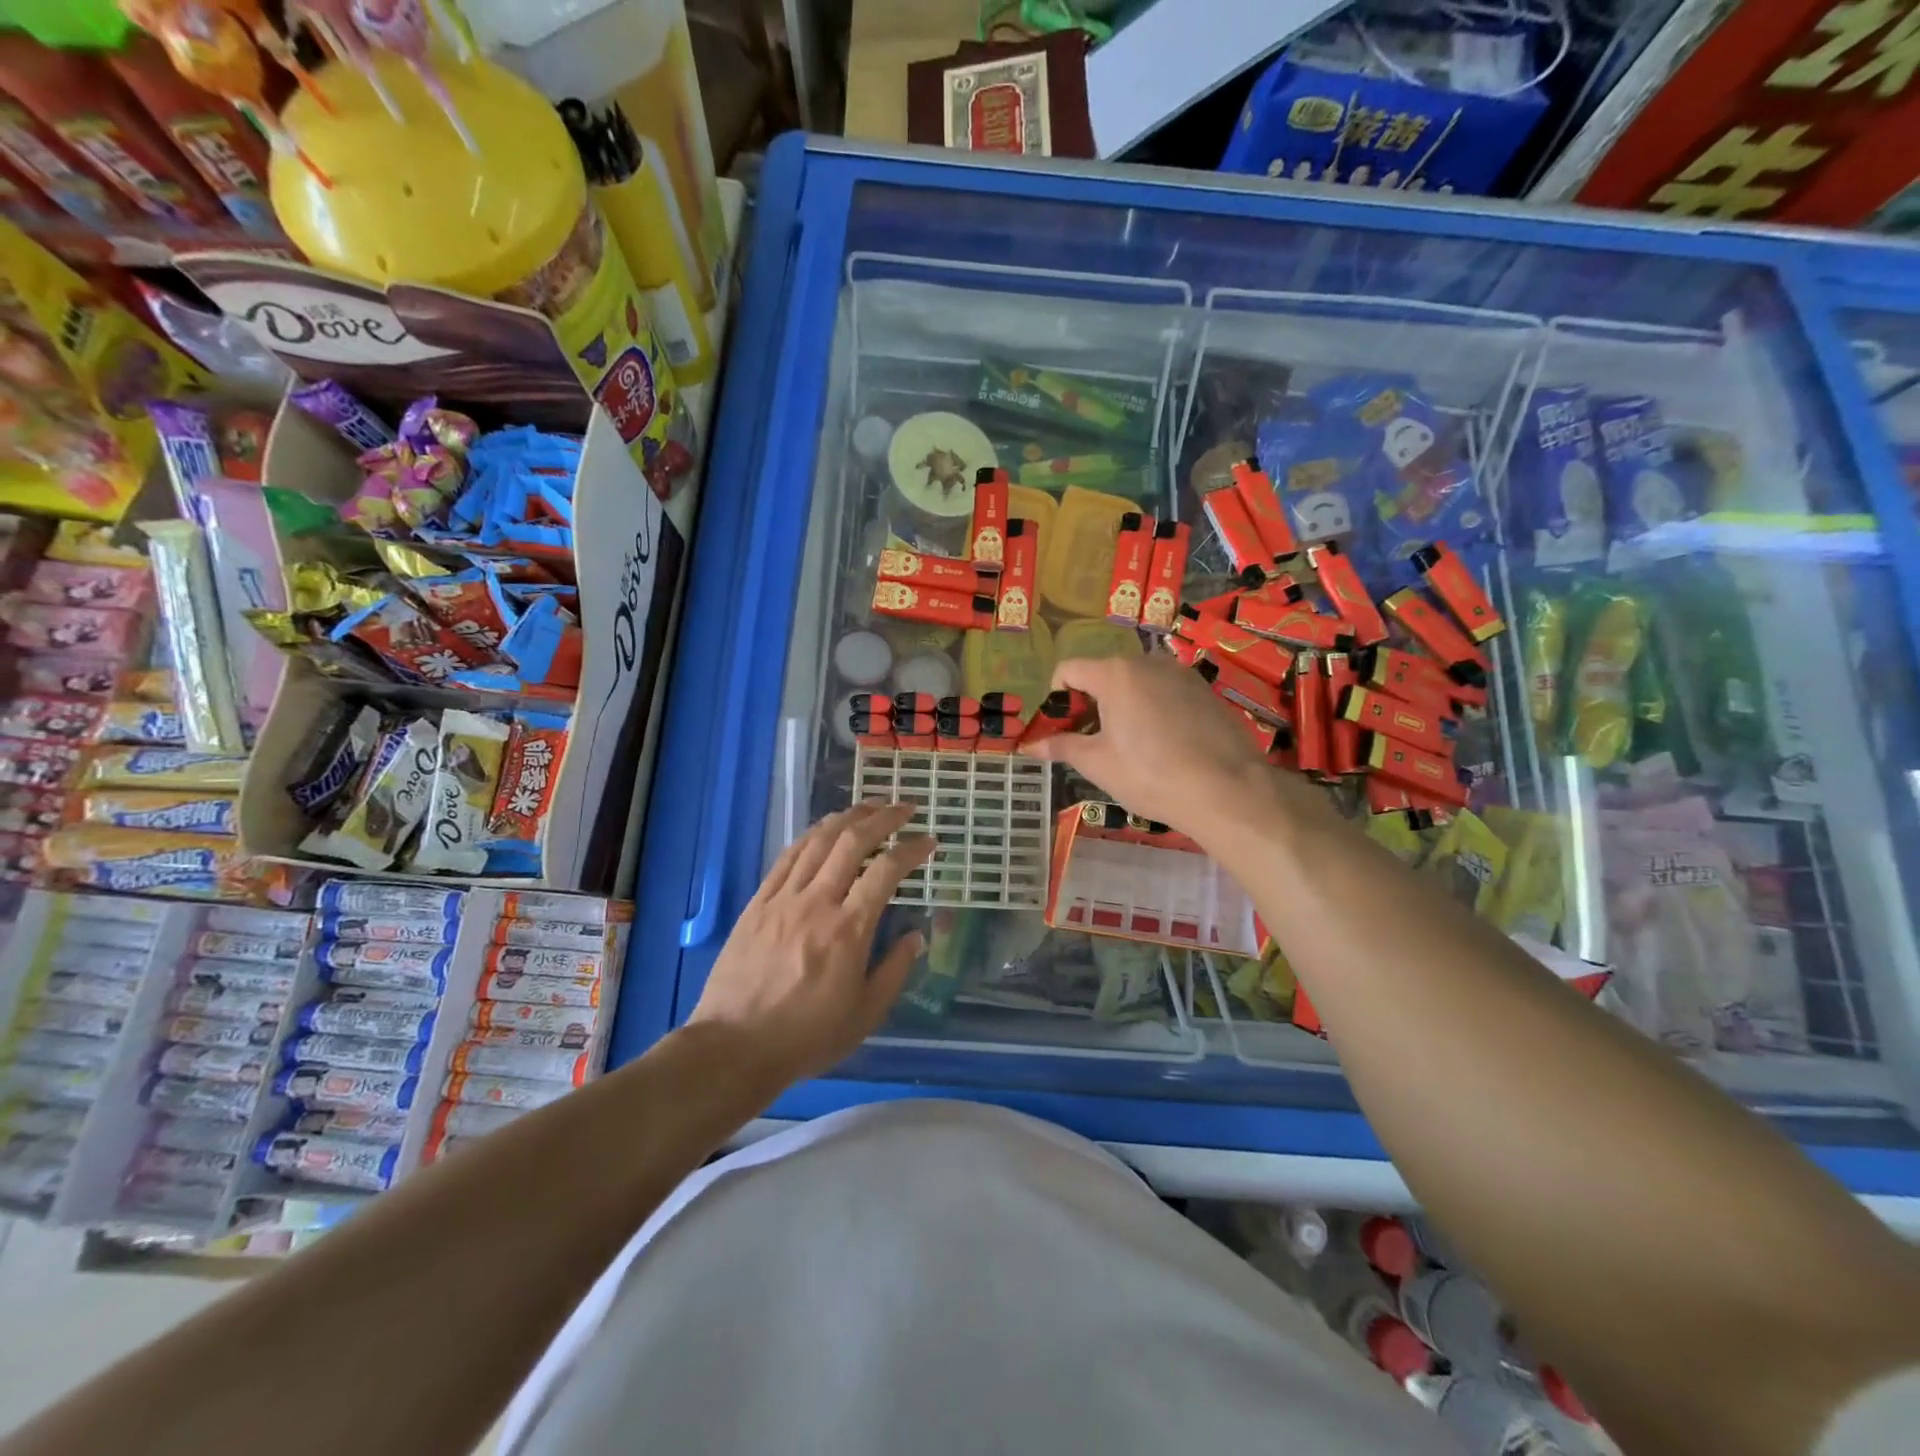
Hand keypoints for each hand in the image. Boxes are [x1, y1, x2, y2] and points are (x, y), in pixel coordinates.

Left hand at [688, 802, 935, 1085]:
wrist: (734, 1047)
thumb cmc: (806, 1037)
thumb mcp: (864, 1015)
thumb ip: (895, 971)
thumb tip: (916, 936)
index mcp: (848, 931)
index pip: (886, 872)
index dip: (911, 849)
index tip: (928, 841)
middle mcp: (817, 903)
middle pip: (852, 842)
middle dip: (883, 818)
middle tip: (904, 808)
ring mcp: (783, 899)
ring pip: (818, 841)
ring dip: (847, 817)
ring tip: (869, 806)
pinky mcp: (758, 903)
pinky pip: (787, 857)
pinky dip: (811, 836)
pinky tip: (824, 829)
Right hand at [1021, 652, 1279, 840]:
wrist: (1227, 790)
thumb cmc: (1151, 775)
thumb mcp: (1098, 764)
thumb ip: (1062, 747)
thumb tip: (1029, 746)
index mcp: (1115, 673)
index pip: (1068, 670)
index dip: (1057, 698)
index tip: (1063, 730)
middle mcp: (1147, 662)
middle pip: (1103, 673)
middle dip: (1090, 702)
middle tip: (1093, 742)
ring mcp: (1180, 673)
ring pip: (1136, 681)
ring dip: (1122, 704)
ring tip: (1129, 745)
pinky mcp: (1205, 689)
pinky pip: (1164, 690)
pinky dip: (1153, 708)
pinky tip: (1163, 743)